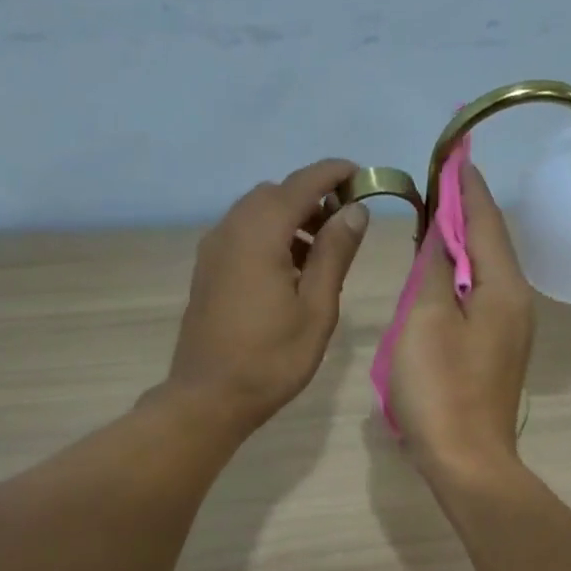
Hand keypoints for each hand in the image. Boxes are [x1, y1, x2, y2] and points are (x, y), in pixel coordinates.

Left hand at [166, 158, 368, 431]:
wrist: (210, 396)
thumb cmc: (272, 359)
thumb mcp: (316, 308)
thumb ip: (334, 254)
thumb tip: (355, 210)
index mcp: (260, 234)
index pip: (301, 184)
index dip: (333, 174)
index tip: (362, 175)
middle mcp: (231, 229)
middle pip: (275, 194)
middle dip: (312, 197)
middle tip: (346, 224)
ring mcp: (214, 249)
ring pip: (256, 213)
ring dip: (291, 218)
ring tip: (323, 252)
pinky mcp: (208, 270)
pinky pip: (243, 234)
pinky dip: (271, 236)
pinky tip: (291, 271)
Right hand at [388, 163, 534, 483]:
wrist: (466, 460)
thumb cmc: (441, 389)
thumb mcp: (426, 320)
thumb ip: (433, 270)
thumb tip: (440, 235)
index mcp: (503, 288)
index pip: (485, 220)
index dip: (466, 185)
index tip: (454, 151)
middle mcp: (515, 303)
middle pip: (488, 244)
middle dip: (464, 211)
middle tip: (437, 182)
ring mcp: (509, 331)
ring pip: (483, 273)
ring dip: (459, 245)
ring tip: (432, 221)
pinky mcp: (495, 353)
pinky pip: (477, 300)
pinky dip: (457, 279)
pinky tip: (436, 277)